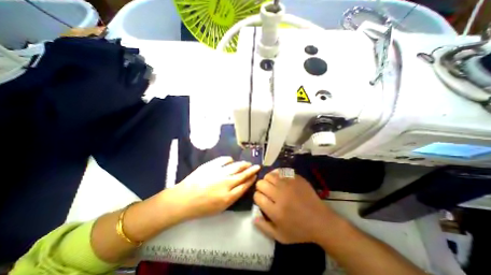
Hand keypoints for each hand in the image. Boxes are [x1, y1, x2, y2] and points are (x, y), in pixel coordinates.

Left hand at [163, 156, 259, 220]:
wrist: (183, 199)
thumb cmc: (201, 207)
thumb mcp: (220, 208)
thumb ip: (232, 197)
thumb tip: (241, 187)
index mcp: (228, 197)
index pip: (244, 186)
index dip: (251, 180)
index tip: (255, 176)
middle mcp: (226, 183)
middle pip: (243, 175)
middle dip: (251, 170)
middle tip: (257, 166)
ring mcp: (219, 172)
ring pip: (236, 166)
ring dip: (243, 164)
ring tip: (247, 163)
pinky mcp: (211, 165)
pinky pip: (225, 160)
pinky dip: (230, 160)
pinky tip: (231, 161)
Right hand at [253, 170, 342, 244]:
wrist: (321, 221)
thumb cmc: (300, 231)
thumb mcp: (280, 236)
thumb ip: (264, 227)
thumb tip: (253, 217)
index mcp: (275, 211)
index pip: (257, 196)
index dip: (257, 197)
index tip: (262, 199)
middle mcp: (281, 195)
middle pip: (261, 184)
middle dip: (260, 187)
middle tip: (266, 192)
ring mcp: (289, 185)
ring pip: (269, 175)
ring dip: (268, 180)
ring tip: (272, 184)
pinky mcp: (296, 179)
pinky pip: (281, 171)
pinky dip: (277, 174)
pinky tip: (280, 179)